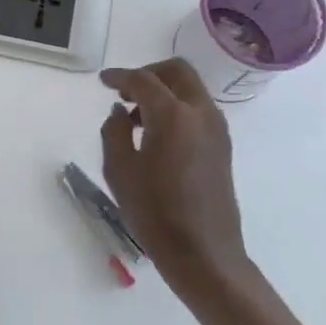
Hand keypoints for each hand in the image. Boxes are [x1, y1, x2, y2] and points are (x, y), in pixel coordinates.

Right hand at [99, 58, 247, 296]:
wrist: (204, 253)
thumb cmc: (155, 213)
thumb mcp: (120, 171)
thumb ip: (114, 131)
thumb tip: (121, 112)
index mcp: (173, 115)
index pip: (143, 80)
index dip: (120, 76)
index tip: (103, 81)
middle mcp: (200, 112)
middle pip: (176, 71)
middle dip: (149, 73)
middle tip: (124, 91)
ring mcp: (216, 128)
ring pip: (190, 88)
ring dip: (164, 90)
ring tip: (137, 117)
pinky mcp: (222, 145)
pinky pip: (198, 108)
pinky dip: (177, 106)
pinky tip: (157, 134)